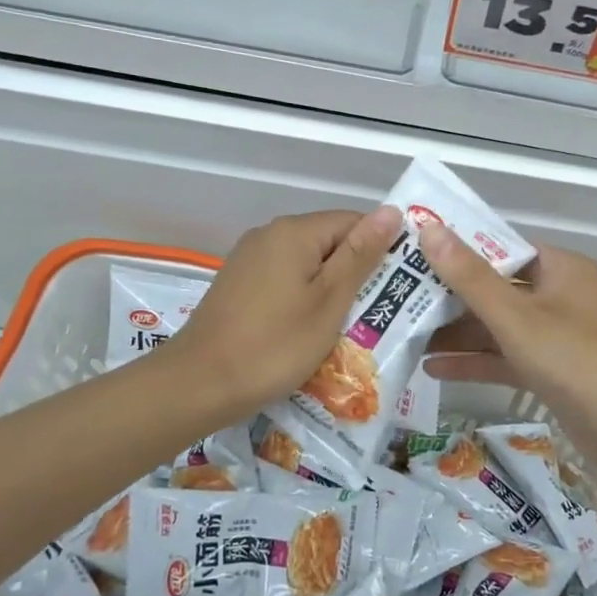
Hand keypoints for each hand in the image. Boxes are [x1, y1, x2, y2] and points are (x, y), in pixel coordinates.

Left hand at [165, 207, 402, 424]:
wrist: (199, 384)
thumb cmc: (275, 345)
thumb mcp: (329, 301)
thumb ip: (361, 255)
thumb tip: (392, 211)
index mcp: (295, 231)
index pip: (354, 222)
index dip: (380, 250)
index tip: (397, 287)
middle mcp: (269, 234)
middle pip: (330, 242)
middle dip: (356, 273)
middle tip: (378, 313)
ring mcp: (249, 259)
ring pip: (307, 264)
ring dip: (331, 290)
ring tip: (350, 326)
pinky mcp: (239, 284)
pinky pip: (285, 280)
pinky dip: (304, 299)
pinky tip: (310, 330)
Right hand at [416, 225, 596, 481]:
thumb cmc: (575, 358)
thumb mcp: (516, 316)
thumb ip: (469, 277)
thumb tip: (429, 228)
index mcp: (560, 269)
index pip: (501, 248)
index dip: (459, 250)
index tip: (415, 255)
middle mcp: (559, 296)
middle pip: (496, 289)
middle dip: (451, 298)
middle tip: (401, 299)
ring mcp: (557, 336)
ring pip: (499, 327)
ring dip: (459, 334)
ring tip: (407, 337)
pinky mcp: (552, 371)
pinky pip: (507, 358)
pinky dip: (476, 362)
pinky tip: (433, 369)